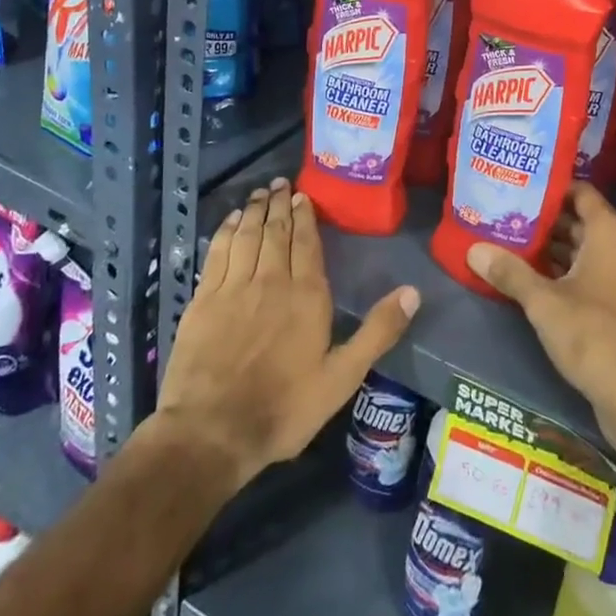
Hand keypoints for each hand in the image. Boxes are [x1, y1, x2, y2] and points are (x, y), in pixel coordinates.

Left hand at [155, 177, 419, 489]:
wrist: (212, 432)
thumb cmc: (284, 408)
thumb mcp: (343, 377)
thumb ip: (378, 332)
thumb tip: (413, 292)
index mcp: (307, 295)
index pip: (306, 242)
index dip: (305, 216)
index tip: (303, 196)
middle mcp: (271, 280)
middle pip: (276, 232)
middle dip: (279, 204)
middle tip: (281, 183)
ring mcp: (234, 287)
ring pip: (247, 236)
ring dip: (255, 210)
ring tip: (260, 192)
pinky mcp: (203, 300)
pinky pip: (217, 253)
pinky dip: (226, 231)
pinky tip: (231, 221)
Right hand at [465, 183, 615, 447]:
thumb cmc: (592, 335)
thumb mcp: (543, 302)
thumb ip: (509, 272)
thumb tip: (474, 249)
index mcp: (612, 232)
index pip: (581, 192)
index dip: (551, 189)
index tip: (521, 191)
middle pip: (583, 221)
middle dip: (548, 222)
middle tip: (511, 221)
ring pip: (591, 249)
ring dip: (559, 249)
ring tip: (517, 248)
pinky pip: (601, 271)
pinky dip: (574, 271)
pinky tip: (541, 281)